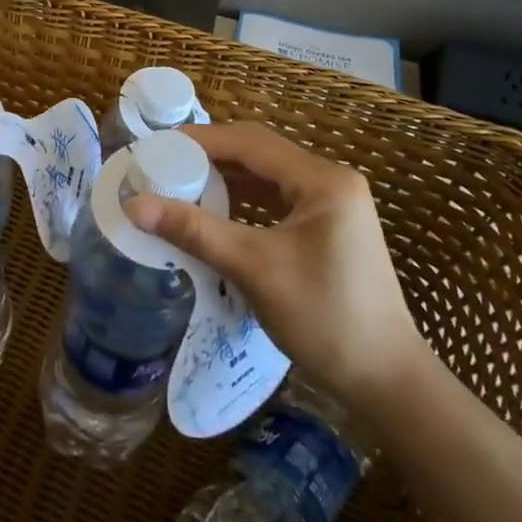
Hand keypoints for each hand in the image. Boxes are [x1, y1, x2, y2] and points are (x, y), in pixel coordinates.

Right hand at [125, 122, 425, 411]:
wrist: (387, 381)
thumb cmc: (325, 319)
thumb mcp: (255, 269)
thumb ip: (195, 231)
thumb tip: (134, 205)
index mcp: (323, 181)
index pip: (251, 143)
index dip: (201, 140)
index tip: (157, 147)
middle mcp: (332, 182)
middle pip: (260, 154)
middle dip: (211, 157)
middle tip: (164, 165)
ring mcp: (334, 205)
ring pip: (268, 176)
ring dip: (226, 179)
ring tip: (181, 184)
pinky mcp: (330, 228)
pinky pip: (277, 199)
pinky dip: (244, 201)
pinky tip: (216, 212)